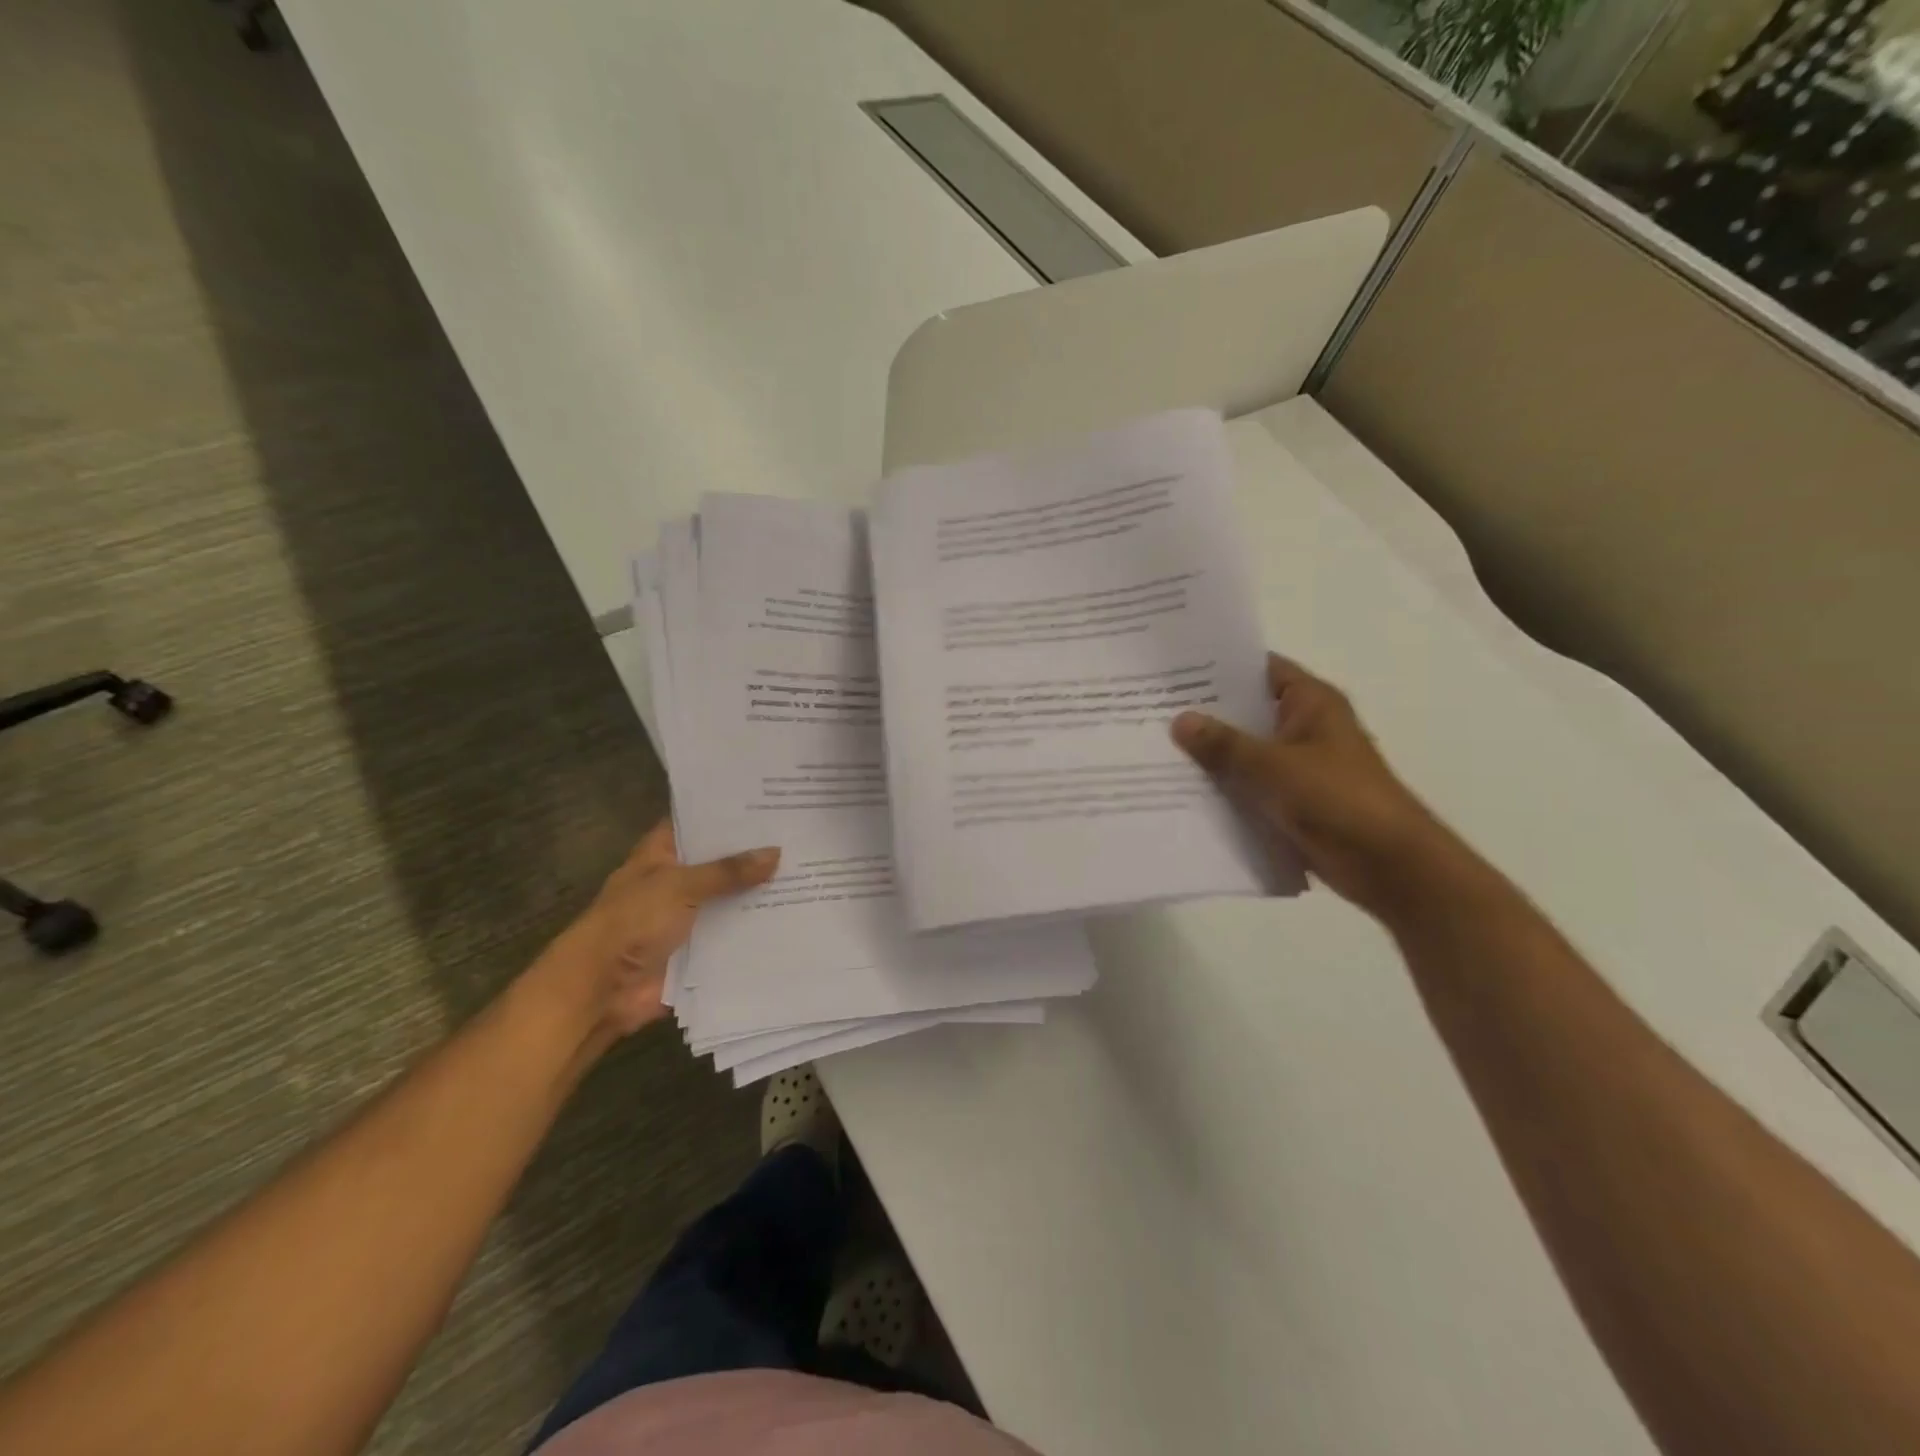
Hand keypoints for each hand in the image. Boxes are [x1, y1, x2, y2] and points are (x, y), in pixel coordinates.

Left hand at [534, 820, 779, 1044]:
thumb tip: (775, 852)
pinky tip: (798, 916)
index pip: (697, 822)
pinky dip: (758, 929)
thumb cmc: (632, 922)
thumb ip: (727, 871)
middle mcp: (677, 881)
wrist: (601, 990)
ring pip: (731, 898)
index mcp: (662, 854)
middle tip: (802, 834)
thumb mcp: (679, 886)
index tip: (770, 799)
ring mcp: (690, 916)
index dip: (728, 812)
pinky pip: (734, 934)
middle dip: (755, 853)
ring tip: (811, 872)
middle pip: (721, 861)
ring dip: (761, 892)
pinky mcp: (700, 949)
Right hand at [1172, 655, 1457, 920]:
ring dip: (1210, 754)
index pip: (1259, 669)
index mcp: (1310, 703)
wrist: (1387, 864)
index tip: (1173, 669)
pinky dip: (1222, 786)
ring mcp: (1298, 765)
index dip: (1219, 666)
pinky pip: (1248, 785)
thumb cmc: (1337, 799)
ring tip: (1154, 746)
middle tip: (1151, 708)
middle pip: (1246, 711)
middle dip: (1204, 713)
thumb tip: (1179, 720)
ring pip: (1244, 751)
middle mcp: (1304, 727)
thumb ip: (1224, 744)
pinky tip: (1180, 789)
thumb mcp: (1273, 766)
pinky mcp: (1291, 800)